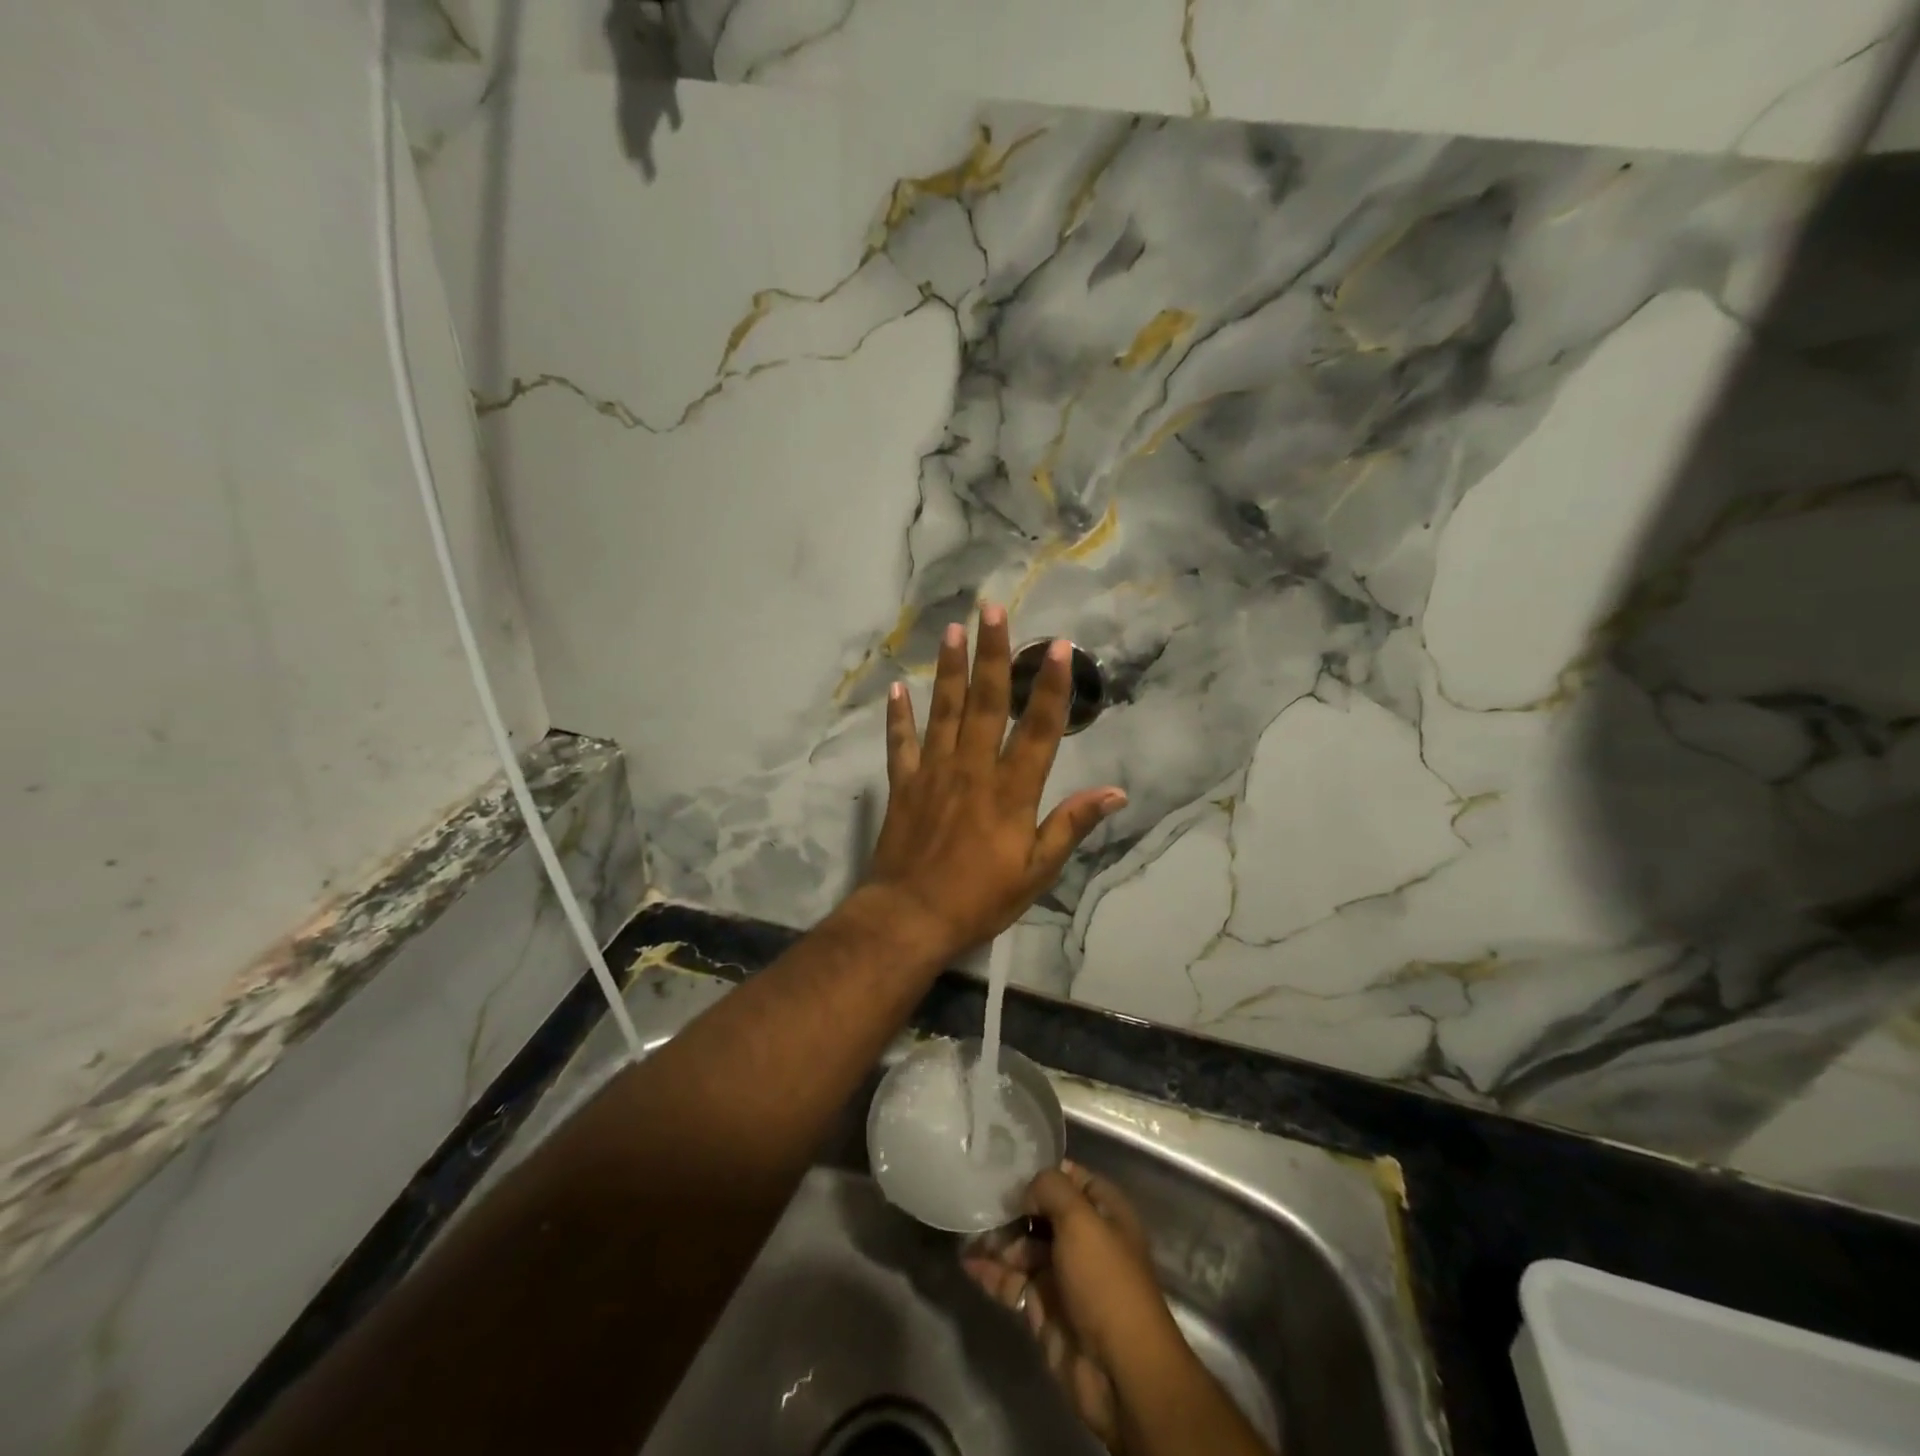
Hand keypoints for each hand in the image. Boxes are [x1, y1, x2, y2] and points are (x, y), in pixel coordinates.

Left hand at [860, 605, 1125, 964]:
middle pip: (985, 702)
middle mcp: (972, 769)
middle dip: (992, 654)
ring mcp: (933, 773)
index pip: (1038, 728)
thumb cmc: (980, 899)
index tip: (1059, 646)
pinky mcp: (903, 785)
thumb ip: (1071, 826)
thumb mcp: (1036, 872)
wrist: (911, 917)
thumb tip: (1115, 793)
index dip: (1051, 686)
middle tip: (991, 610)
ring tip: (953, 630)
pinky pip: (900, 743)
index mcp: (1011, 790)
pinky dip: (898, 715)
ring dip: (950, 669)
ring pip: (944, 711)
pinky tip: (897, 687)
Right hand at [964, 1162, 1183, 1451]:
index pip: (1070, 1177)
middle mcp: (1084, 1238)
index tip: (1005, 1160)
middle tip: (978, 1195)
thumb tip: (1026, 1191)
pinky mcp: (1044, 1307)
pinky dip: (992, 1271)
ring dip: (997, 1239)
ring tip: (967, 1229)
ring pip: (1024, 1246)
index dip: (1040, 1169)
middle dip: (1012, 1205)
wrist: (1118, 1371)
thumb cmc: (1104, 1281)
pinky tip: (967, 1262)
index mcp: (1104, 1212)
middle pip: (1041, 1211)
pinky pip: (1013, 1280)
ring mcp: (1063, 1275)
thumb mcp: (1080, 1219)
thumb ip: (1050, 1189)